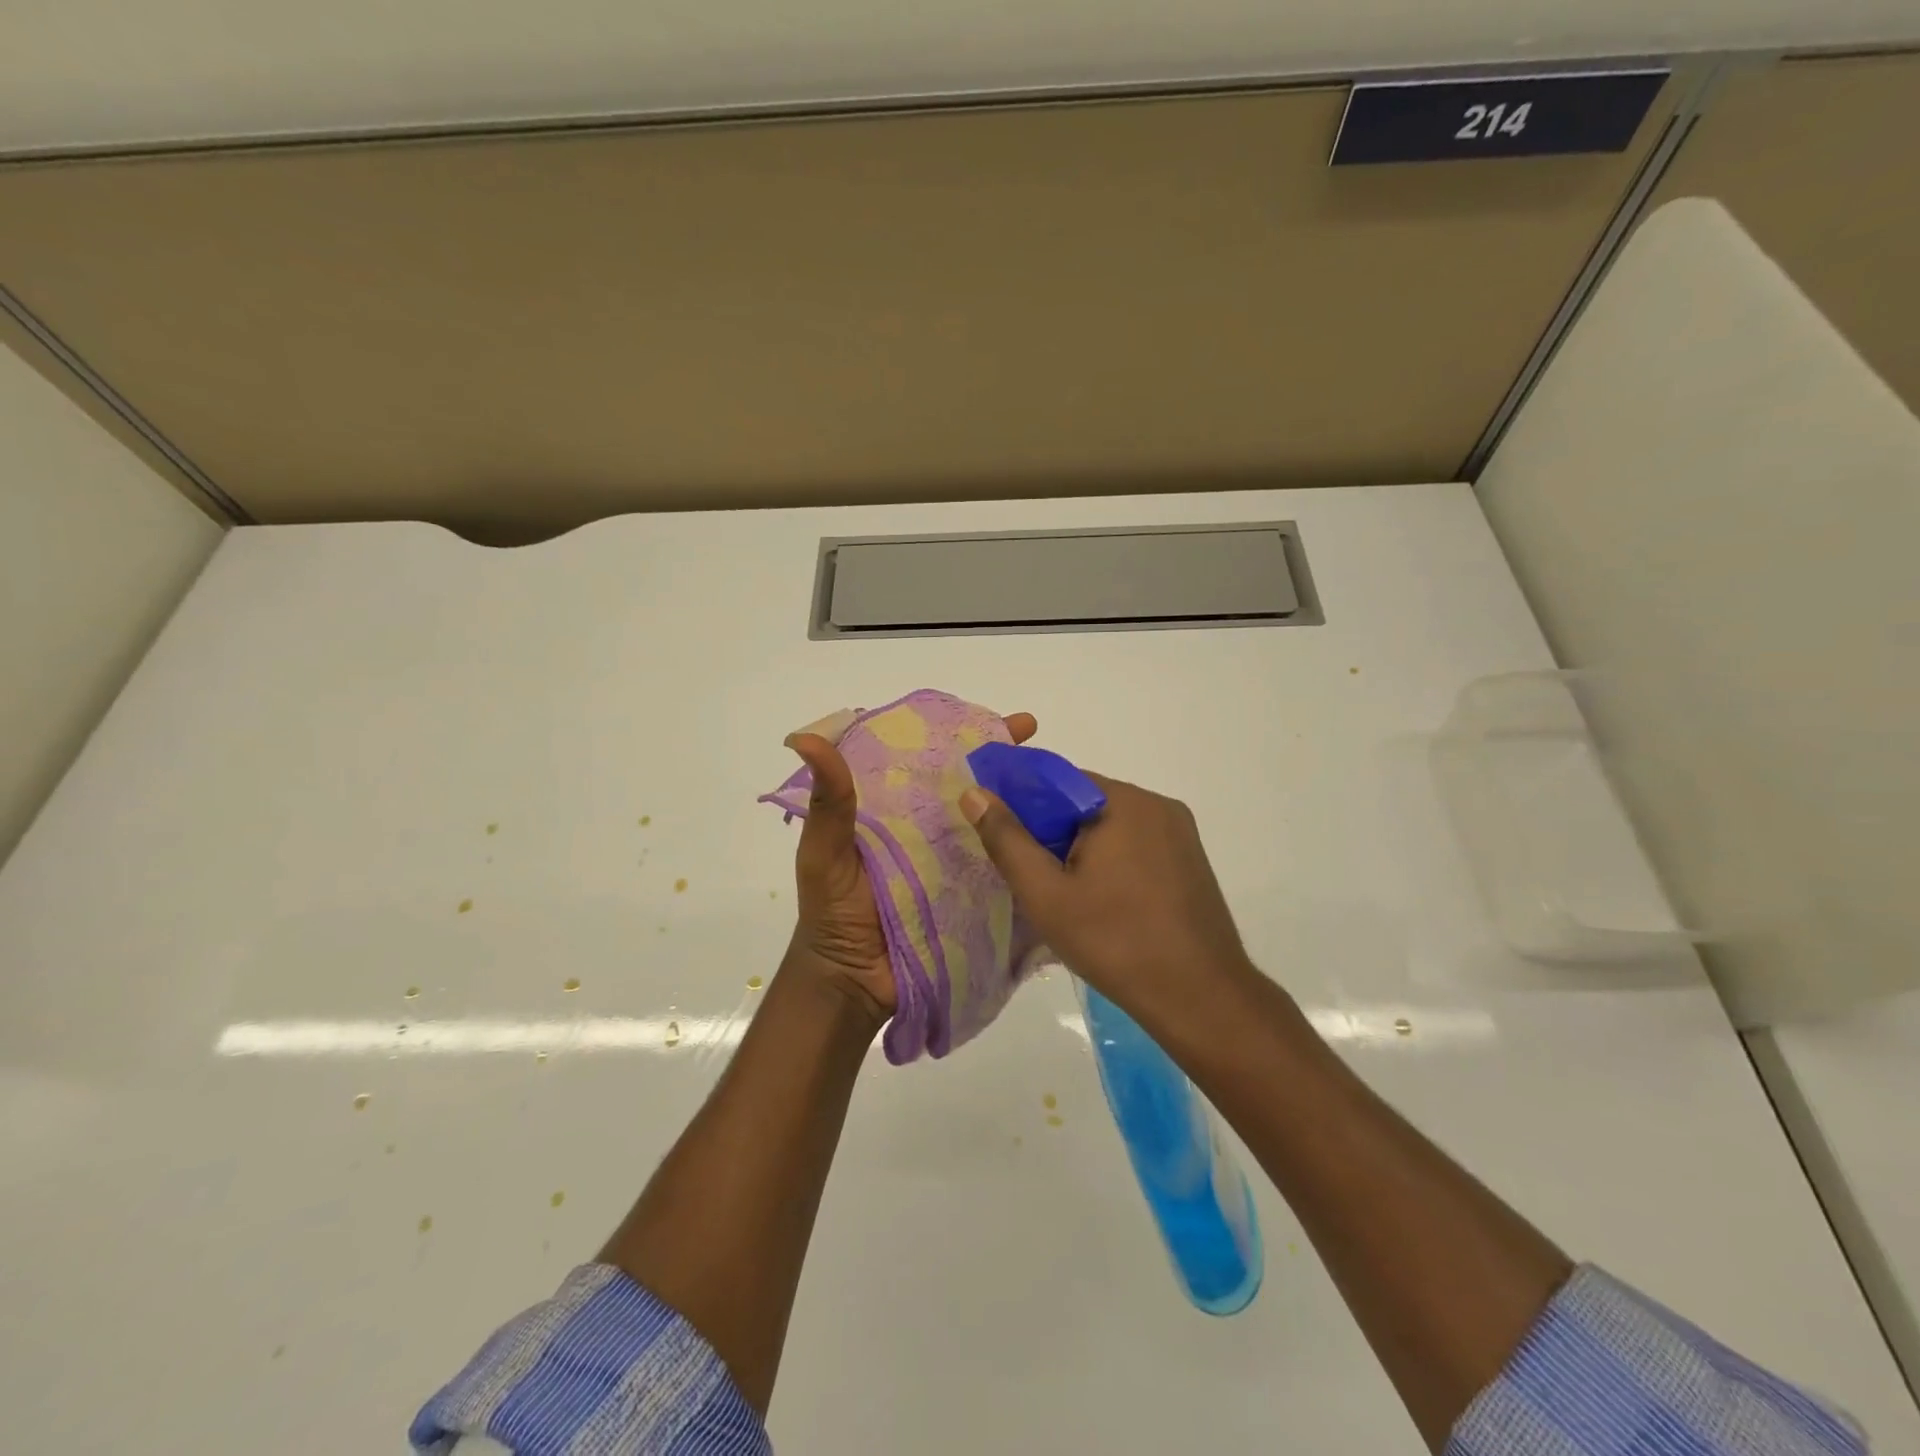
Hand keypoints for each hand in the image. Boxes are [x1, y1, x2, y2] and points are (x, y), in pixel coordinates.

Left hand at [785, 711, 1038, 1019]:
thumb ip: (827, 803)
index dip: (955, 732)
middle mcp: (927, 826)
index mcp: (892, 807)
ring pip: (989, 818)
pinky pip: (1001, 863)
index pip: (927, 757)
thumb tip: (806, 739)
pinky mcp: (971, 893)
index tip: (978, 713)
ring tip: (1056, 778)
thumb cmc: (832, 911)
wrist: (852, 982)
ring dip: (1019, 797)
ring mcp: (954, 859)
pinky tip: (1056, 832)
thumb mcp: (825, 853)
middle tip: (1033, 733)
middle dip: (999, 757)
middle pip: (967, 782)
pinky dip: (1024, 846)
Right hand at [959, 773, 1253, 1021]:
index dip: (1024, 806)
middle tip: (1035, 880)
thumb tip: (975, 793)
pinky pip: (1137, 844)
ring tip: (1067, 897)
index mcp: (1122, 802)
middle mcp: (1156, 804)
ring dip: (1083, 850)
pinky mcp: (1191, 860)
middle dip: (1053, 833)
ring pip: (1110, 826)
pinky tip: (1103, 902)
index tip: (1006, 842)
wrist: (1200, 998)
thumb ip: (1007, 840)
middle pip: (1084, 803)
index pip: (1056, 780)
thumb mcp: (1046, 894)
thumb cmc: (1116, 942)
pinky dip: (1112, 862)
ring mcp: (1180, 832)